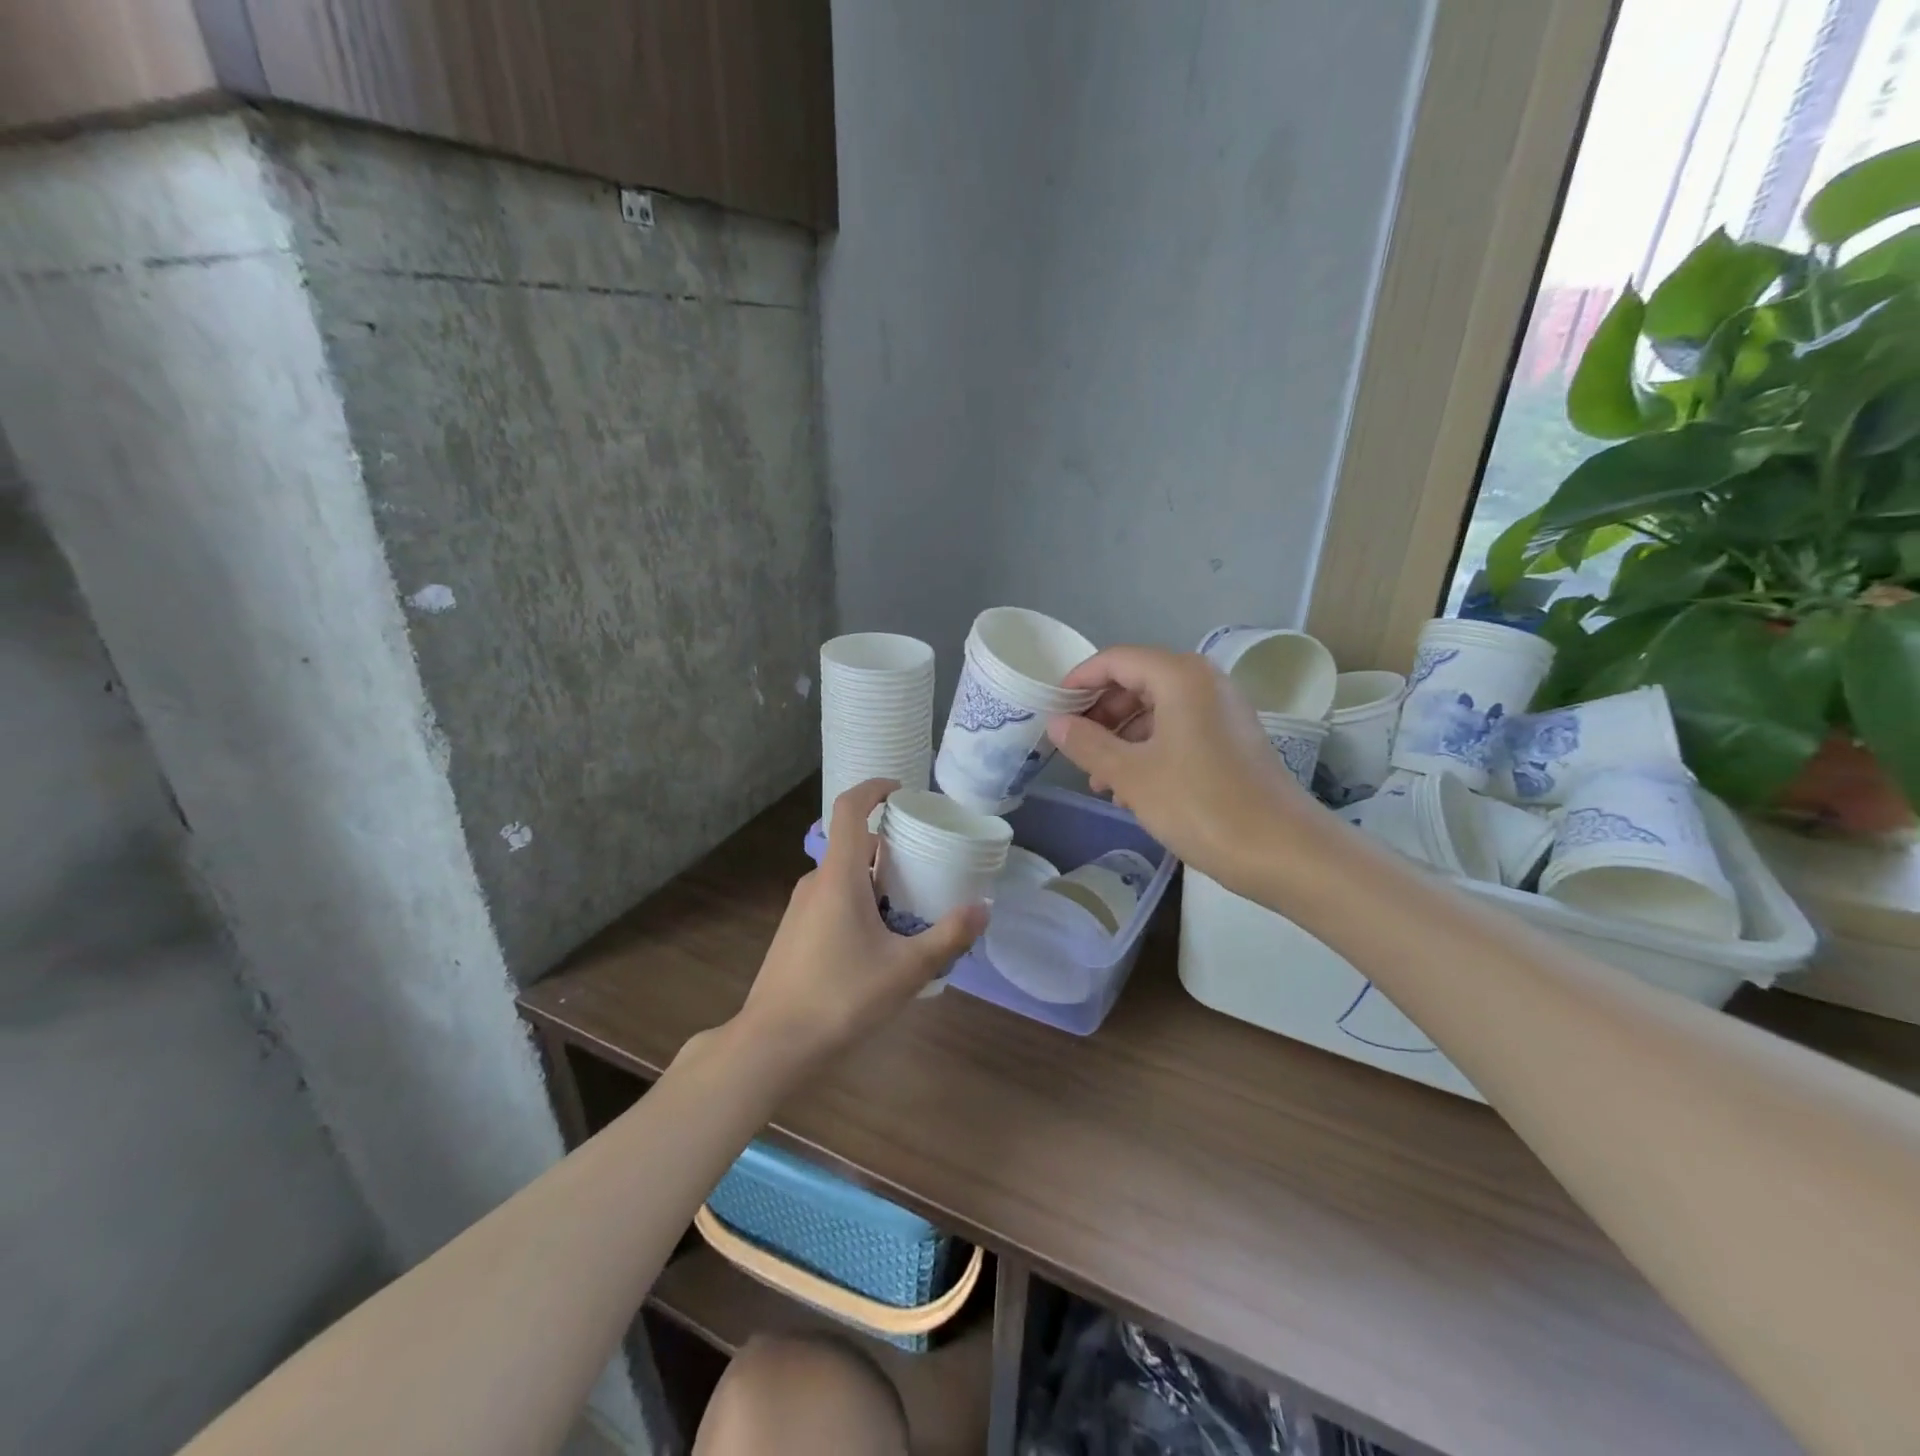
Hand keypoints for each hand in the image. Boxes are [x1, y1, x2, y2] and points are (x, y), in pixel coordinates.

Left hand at [735, 780, 987, 1074]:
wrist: (774, 1044)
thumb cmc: (841, 996)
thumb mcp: (906, 969)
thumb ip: (948, 936)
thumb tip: (984, 908)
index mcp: (838, 876)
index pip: (849, 808)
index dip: (874, 789)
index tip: (902, 791)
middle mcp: (815, 882)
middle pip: (853, 845)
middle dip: (890, 847)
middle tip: (926, 864)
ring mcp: (800, 909)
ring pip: (843, 877)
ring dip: (876, 880)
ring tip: (911, 906)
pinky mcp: (795, 933)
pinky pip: (832, 900)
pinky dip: (859, 902)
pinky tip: (880, 941)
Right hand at [1046, 646, 1316, 894]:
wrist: (1283, 852)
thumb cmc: (1201, 805)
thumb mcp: (1132, 775)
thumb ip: (1088, 744)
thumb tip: (1056, 724)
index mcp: (1180, 676)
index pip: (1116, 660)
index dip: (1079, 681)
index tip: (1051, 710)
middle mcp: (1204, 682)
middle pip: (1136, 681)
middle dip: (1100, 712)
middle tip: (1073, 746)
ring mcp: (1222, 711)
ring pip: (1155, 709)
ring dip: (1121, 737)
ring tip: (1098, 778)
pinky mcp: (1231, 740)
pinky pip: (1177, 730)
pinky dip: (1148, 750)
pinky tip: (1130, 790)